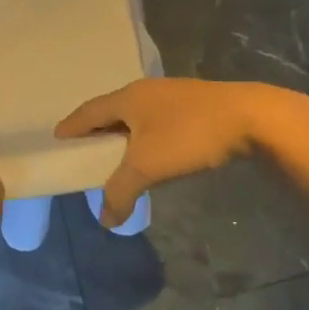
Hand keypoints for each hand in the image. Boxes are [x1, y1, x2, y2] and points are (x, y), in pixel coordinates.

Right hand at [55, 78, 284, 227]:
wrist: (250, 117)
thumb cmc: (189, 135)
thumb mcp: (148, 166)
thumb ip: (121, 191)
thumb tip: (105, 218)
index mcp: (127, 98)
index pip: (89, 111)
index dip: (72, 126)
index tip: (57, 138)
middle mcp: (145, 90)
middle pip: (111, 110)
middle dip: (96, 130)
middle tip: (85, 151)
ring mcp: (171, 95)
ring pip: (136, 115)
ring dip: (123, 134)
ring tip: (117, 156)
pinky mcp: (193, 103)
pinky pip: (156, 119)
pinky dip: (145, 135)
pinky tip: (153, 152)